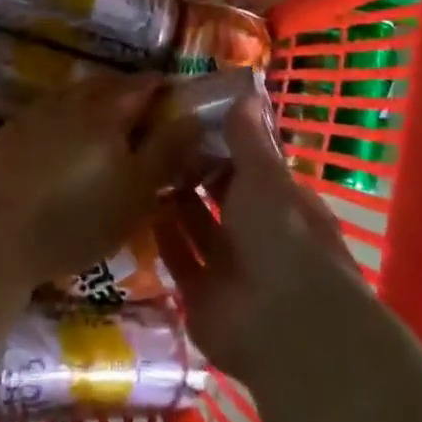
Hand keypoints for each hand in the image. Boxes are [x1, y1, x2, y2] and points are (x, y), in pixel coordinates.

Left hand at [0, 73, 202, 289]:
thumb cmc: (78, 220)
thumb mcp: (137, 193)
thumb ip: (168, 151)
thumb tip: (193, 116)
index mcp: (107, 110)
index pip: (144, 84)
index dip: (165, 90)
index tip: (178, 104)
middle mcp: (72, 99)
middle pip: (108, 84)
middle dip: (130, 94)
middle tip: (146, 119)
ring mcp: (38, 112)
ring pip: (78, 95)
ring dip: (98, 104)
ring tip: (108, 132)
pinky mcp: (13, 132)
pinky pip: (52, 112)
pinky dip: (69, 118)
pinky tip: (67, 144)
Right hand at [156, 98, 366, 382]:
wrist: (285, 327)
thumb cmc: (284, 238)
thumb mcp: (267, 177)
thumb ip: (249, 139)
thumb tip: (245, 93)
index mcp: (283, 205)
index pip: (250, 166)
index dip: (223, 144)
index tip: (189, 118)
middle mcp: (258, 235)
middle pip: (221, 198)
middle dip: (194, 172)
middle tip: (153, 138)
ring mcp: (230, 269)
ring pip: (197, 228)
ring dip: (174, 203)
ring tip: (138, 166)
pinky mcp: (202, 298)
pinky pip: (178, 261)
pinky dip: (162, 239)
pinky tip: (135, 209)